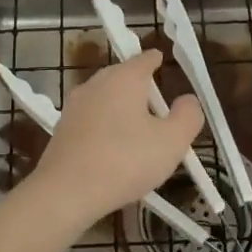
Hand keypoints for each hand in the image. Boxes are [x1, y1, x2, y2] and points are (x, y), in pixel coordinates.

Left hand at [26, 50, 203, 233]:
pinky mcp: (62, 128)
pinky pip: (93, 120)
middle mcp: (97, 83)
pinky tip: (114, 153)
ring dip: (123, 112)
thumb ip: (188, 116)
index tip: (165, 66)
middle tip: (160, 113)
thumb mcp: (171, 142)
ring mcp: (75, 105)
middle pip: (124, 78)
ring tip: (139, 137)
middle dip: (142, 91)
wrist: (65, 192)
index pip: (145, 58)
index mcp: (124, 77)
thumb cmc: (125, 161)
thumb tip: (188, 99)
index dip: (158, 62)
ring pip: (107, 100)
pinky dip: (106, 129)